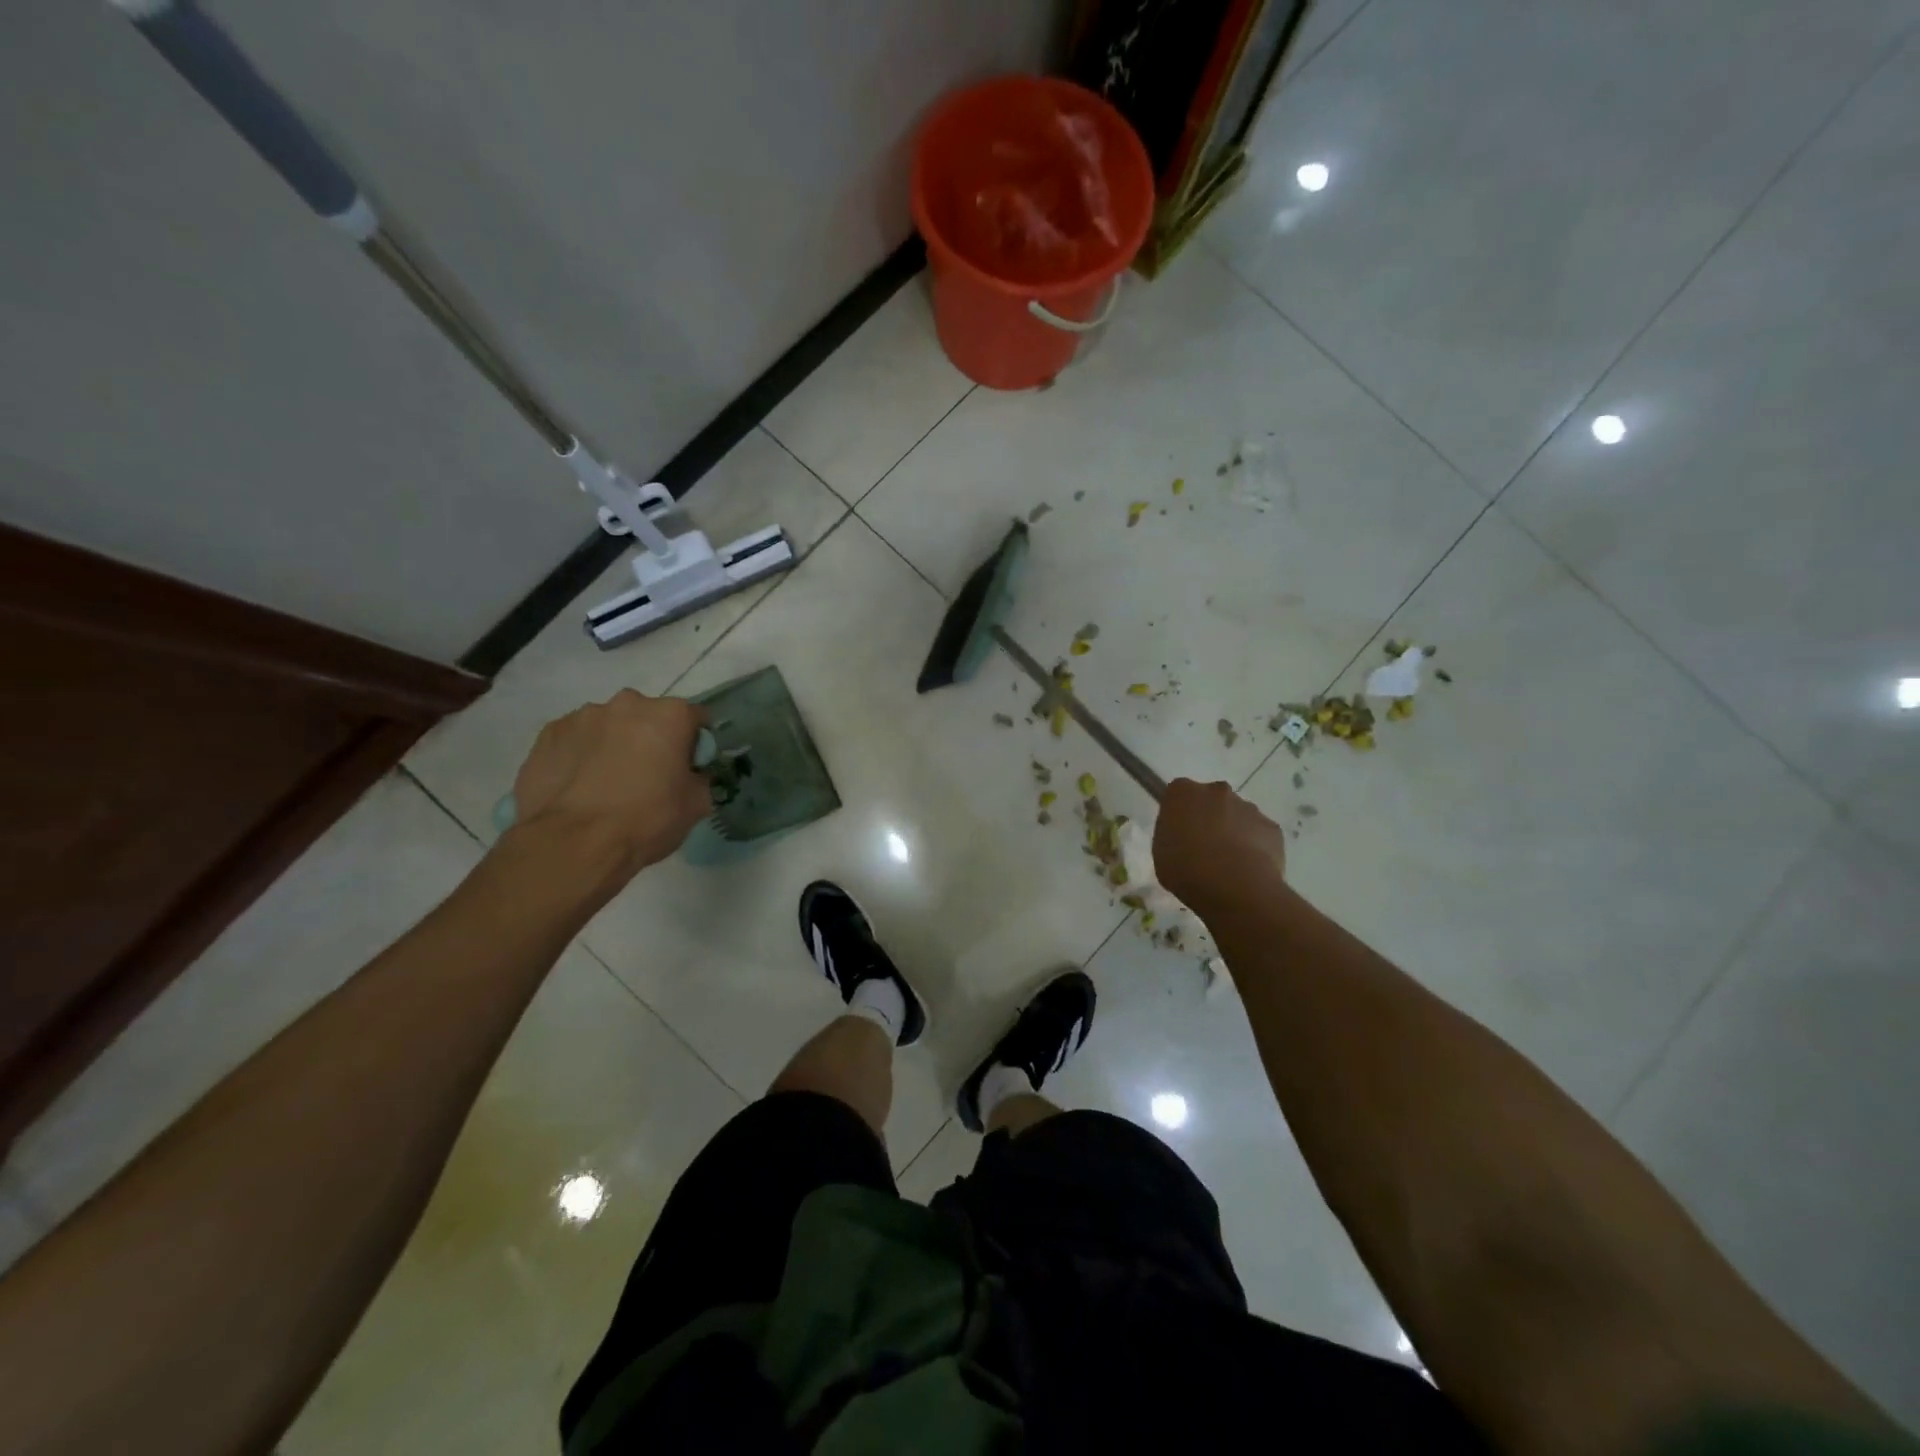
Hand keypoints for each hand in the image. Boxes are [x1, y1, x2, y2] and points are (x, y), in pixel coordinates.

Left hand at [508, 690, 709, 886]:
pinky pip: (576, 739)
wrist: (574, 843)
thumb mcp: (696, 805)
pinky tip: (579, 786)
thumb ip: (699, 778)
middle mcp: (627, 703)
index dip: (694, 744)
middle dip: (651, 739)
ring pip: (609, 726)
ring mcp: (583, 716)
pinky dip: (581, 754)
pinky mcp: (549, 733)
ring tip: (606, 784)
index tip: (688, 767)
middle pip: (648, 716)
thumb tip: (690, 775)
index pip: (694, 718)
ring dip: (614, 744)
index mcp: (669, 714)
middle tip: (647, 776)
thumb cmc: (646, 819)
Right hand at [1153, 778, 1287, 919]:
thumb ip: (1172, 835)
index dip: (1179, 814)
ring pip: (1237, 816)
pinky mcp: (1271, 827)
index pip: (1178, 794)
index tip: (1178, 834)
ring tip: (1228, 864)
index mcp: (1183, 792)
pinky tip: (1247, 869)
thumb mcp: (1160, 852)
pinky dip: (1254, 847)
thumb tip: (1185, 836)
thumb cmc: (1185, 867)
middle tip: (1203, 848)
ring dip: (1232, 832)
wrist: (1233, 885)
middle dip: (1209, 818)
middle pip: (1211, 800)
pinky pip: (1259, 834)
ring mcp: (1248, 807)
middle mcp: (1216, 791)